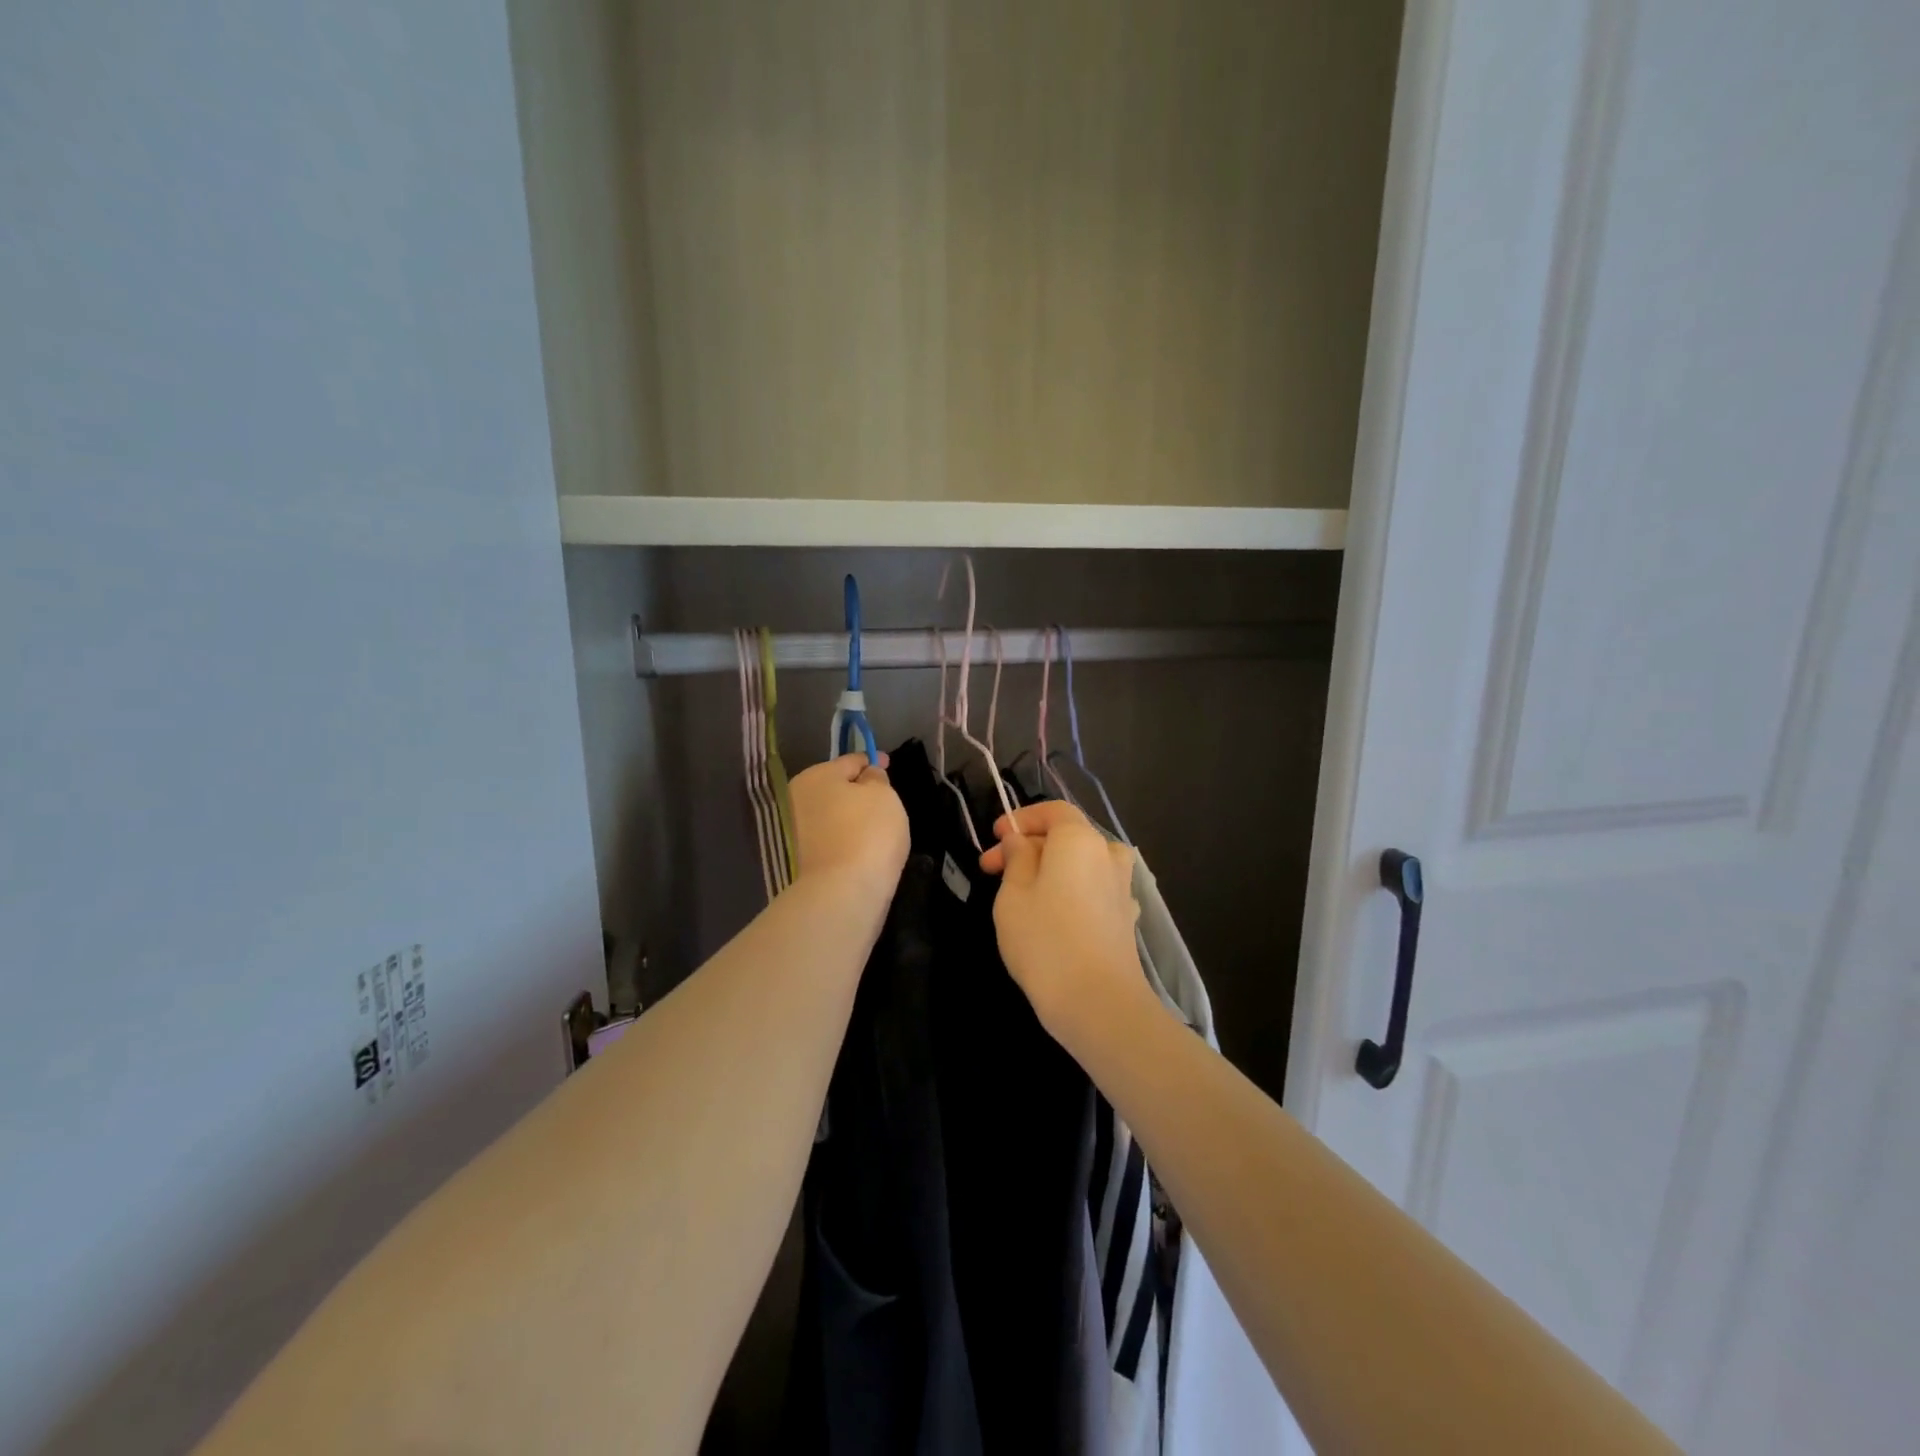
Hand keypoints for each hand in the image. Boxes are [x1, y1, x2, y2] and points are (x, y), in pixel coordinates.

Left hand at [789, 751, 908, 901]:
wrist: (844, 892)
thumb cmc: (868, 832)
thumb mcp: (883, 794)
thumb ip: (876, 778)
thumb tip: (867, 776)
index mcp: (815, 776)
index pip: (850, 761)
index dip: (872, 760)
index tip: (888, 765)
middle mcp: (797, 799)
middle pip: (835, 788)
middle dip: (858, 790)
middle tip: (884, 798)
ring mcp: (796, 832)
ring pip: (832, 814)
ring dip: (850, 815)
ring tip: (877, 825)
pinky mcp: (802, 859)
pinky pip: (831, 838)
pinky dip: (846, 837)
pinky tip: (863, 845)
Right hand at [979, 801, 1145, 1038]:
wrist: (1098, 1002)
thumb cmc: (1045, 939)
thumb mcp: (1013, 894)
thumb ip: (1016, 858)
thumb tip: (1019, 841)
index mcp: (1080, 839)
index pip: (1053, 811)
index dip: (1021, 818)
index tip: (994, 836)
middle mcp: (1107, 855)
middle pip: (1066, 837)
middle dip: (1027, 848)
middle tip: (991, 870)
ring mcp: (1122, 888)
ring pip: (1081, 865)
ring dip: (1049, 871)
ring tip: (1018, 893)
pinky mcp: (1125, 918)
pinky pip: (1093, 890)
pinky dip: (1069, 892)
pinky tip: (1051, 915)